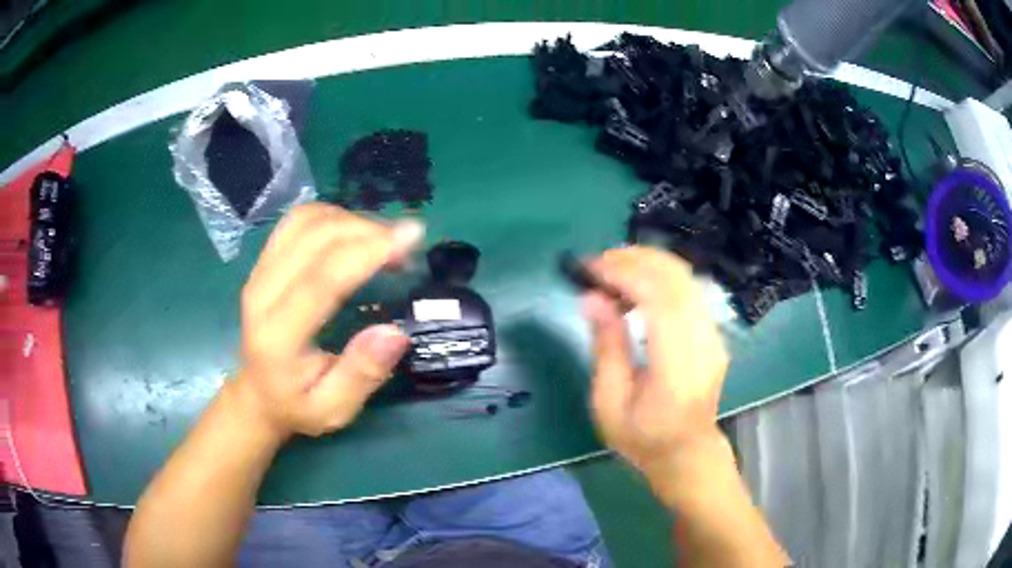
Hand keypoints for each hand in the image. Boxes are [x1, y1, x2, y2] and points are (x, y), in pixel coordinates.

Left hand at [233, 203, 423, 438]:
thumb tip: (395, 333)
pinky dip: (333, 217)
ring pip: (306, 221)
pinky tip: (355, 233)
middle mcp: (262, 293)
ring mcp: (259, 270)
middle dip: (368, 231)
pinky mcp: (264, 260)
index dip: (367, 251)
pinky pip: (298, 221)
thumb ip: (362, 375)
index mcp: (278, 336)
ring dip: (351, 220)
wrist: (259, 391)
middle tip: (406, 245)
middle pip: (315, 238)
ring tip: (384, 241)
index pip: (322, 278)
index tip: (411, 239)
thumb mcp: (334, 409)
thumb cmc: (298, 404)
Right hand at [582, 246, 728, 481]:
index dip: (625, 274)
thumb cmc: (643, 438)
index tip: (591, 268)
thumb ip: (606, 347)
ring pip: (686, 278)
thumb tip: (591, 298)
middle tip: (598, 263)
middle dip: (635, 260)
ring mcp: (714, 336)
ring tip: (612, 270)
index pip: (660, 299)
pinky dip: (660, 278)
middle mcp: (703, 343)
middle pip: (677, 279)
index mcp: (677, 366)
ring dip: (648, 264)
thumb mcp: (610, 404)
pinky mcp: (714, 333)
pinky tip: (636, 288)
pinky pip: (689, 290)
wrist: (687, 453)